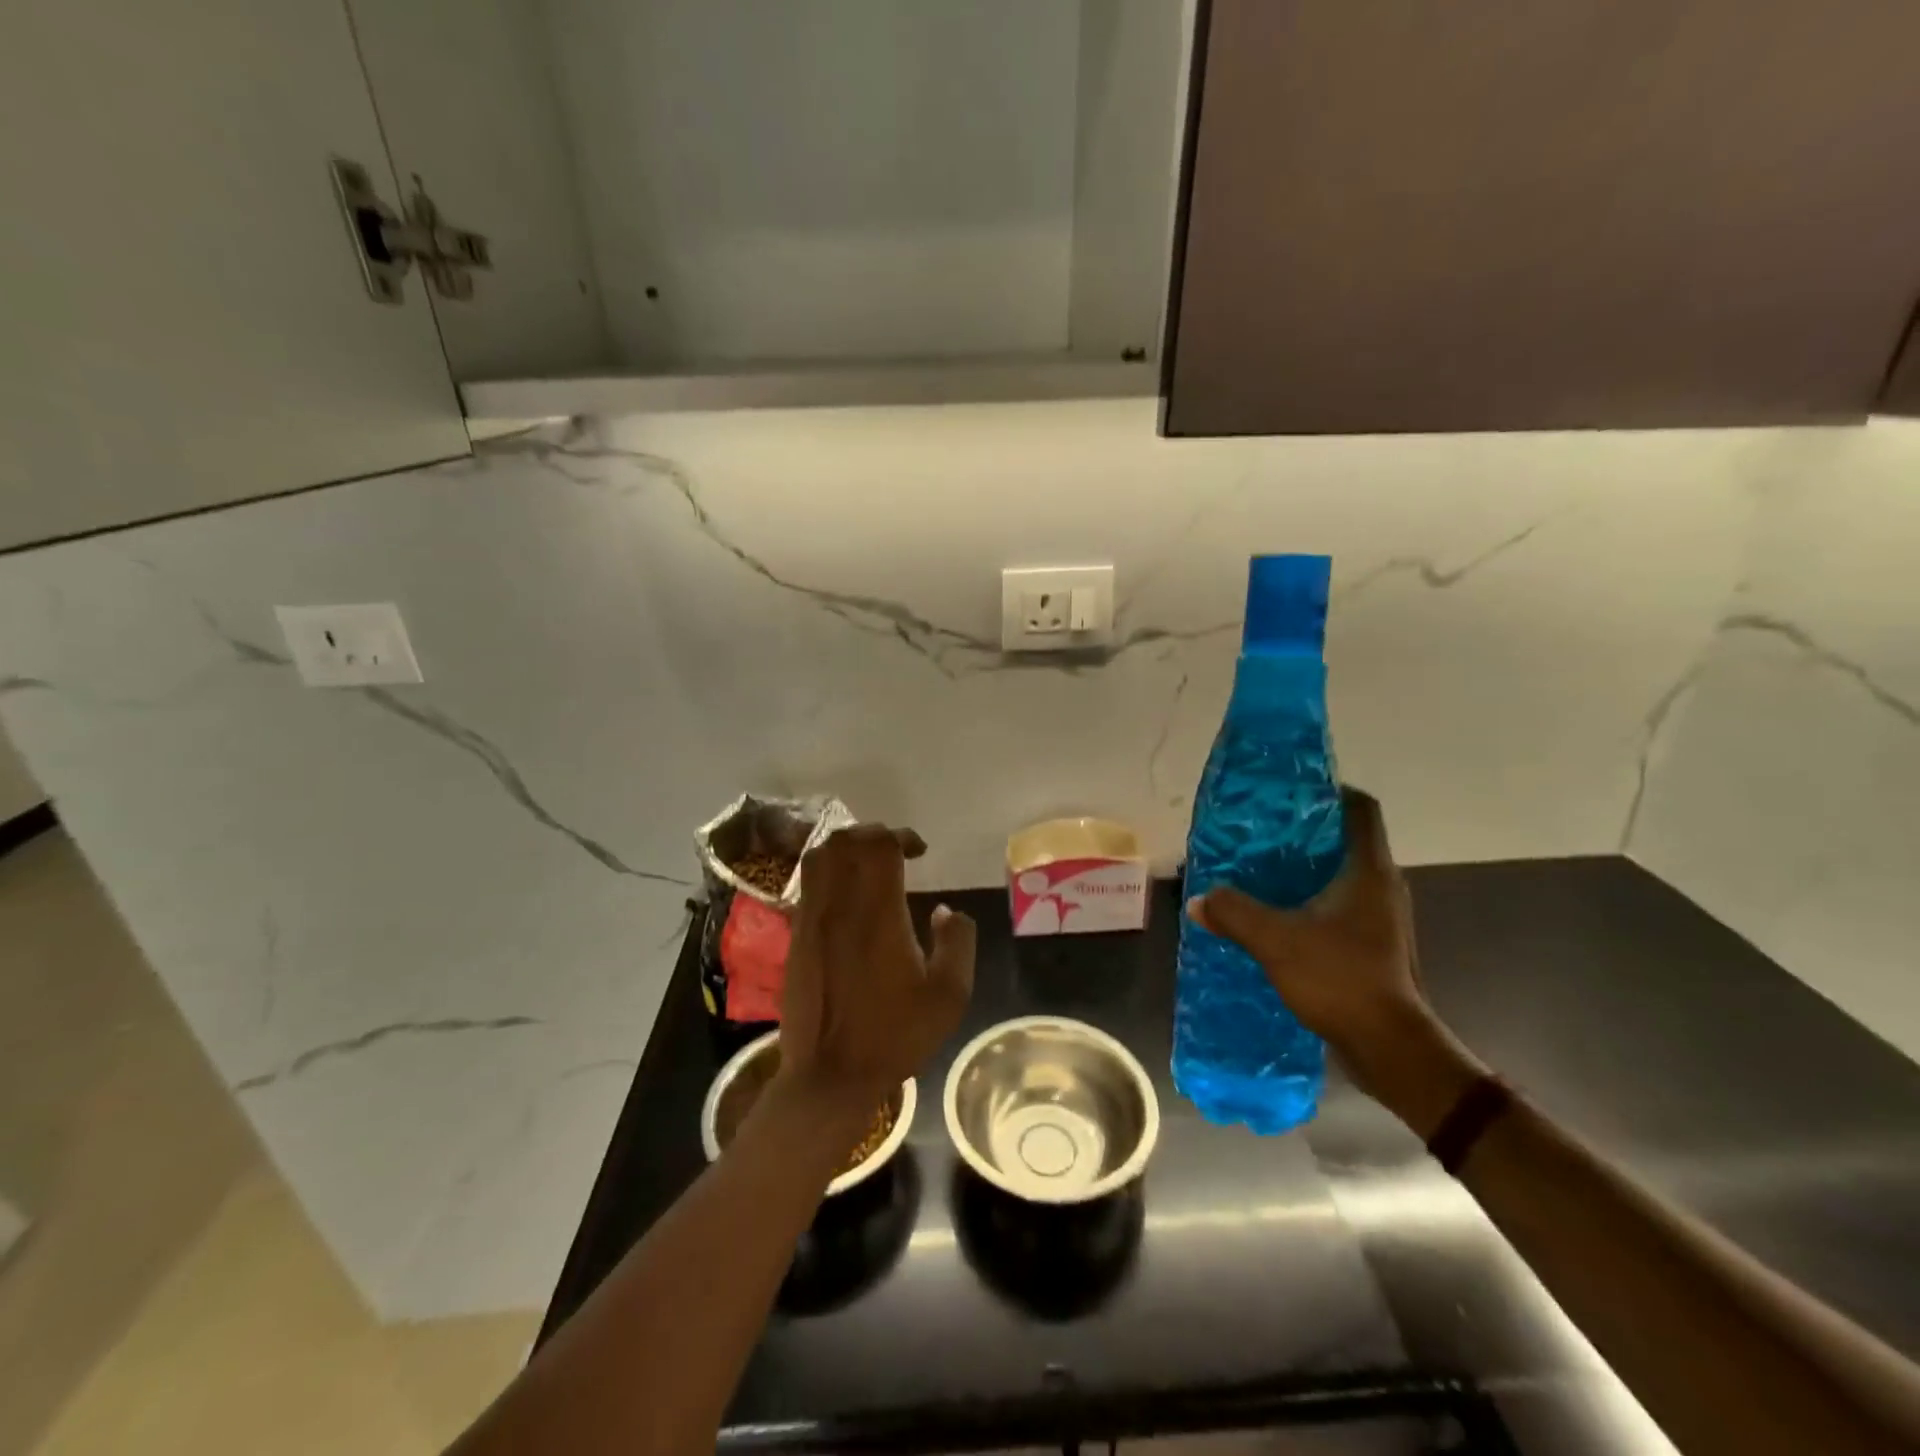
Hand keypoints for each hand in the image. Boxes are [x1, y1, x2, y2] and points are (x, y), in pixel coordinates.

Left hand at [776, 824, 974, 1110]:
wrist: (829, 1076)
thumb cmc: (894, 1035)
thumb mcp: (949, 994)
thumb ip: (957, 942)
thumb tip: (945, 910)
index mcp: (878, 913)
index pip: (880, 845)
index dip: (901, 835)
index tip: (919, 851)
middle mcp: (839, 905)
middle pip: (846, 841)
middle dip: (873, 834)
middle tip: (896, 852)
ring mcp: (811, 919)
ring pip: (819, 856)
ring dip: (845, 847)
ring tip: (867, 864)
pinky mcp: (795, 937)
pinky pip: (807, 884)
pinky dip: (827, 872)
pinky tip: (845, 896)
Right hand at [1188, 788, 1471, 1117]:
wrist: (1391, 1048)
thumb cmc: (1341, 979)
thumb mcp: (1276, 940)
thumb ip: (1234, 913)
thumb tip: (1199, 899)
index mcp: (1368, 871)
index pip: (1360, 809)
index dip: (1329, 790)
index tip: (1290, 791)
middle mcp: (1382, 886)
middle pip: (1345, 839)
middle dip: (1304, 830)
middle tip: (1260, 830)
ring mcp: (1381, 917)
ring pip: (1341, 874)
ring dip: (1305, 868)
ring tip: (1260, 869)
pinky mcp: (1374, 944)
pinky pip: (1339, 905)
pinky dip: (1309, 899)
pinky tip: (1277, 913)